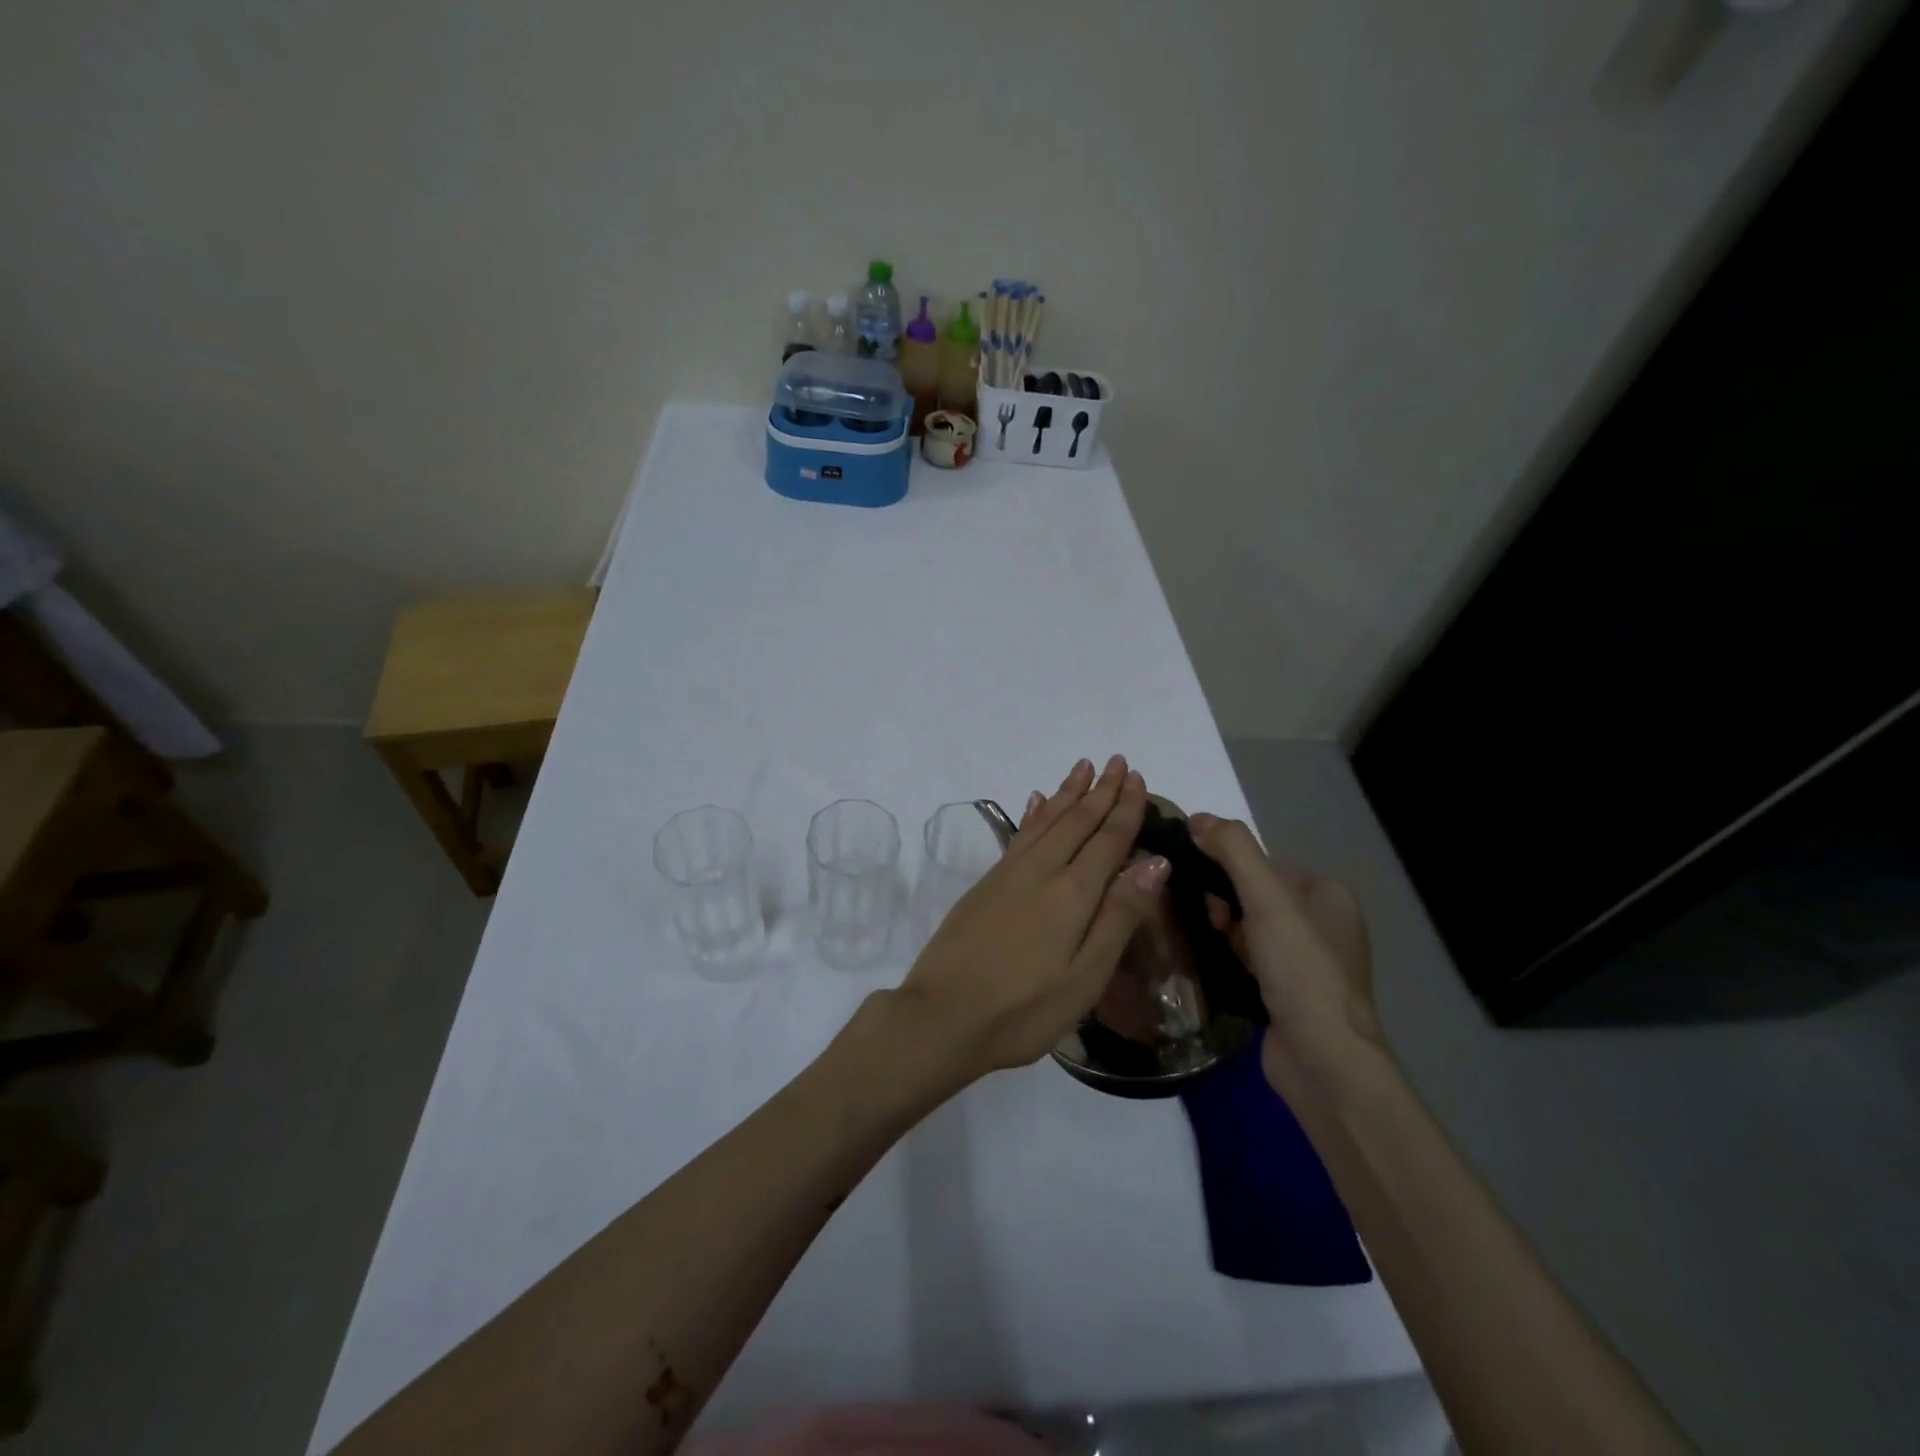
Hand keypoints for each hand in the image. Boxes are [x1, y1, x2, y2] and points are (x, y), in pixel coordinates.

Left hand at [892, 756, 1170, 1082]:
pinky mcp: (986, 884)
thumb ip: (1119, 916)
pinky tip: (1036, 802)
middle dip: (1100, 791)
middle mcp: (1041, 871)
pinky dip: (1033, 813)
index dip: (1125, 808)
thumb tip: (1155, 863)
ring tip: (1083, 767)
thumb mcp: (1085, 976)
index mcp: (1073, 893)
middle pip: (1077, 821)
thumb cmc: (1024, 1008)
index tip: (1137, 778)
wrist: (942, 1015)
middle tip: (1117, 761)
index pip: (1108, 840)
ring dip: (1068, 793)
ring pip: (1046, 820)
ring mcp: (1008, 874)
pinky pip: (1019, 834)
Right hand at [1187, 813, 1388, 1095]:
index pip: (1265, 864)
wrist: (1323, 1060)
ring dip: (1222, 929)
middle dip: (1222, 901)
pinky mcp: (1288, 994)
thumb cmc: (1300, 969)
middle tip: (1201, 916)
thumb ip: (1233, 850)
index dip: (1228, 868)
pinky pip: (1249, 959)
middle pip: (1255, 894)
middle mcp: (1323, 925)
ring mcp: (1307, 963)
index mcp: (1329, 894)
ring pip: (1249, 928)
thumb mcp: (1267, 898)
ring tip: (1196, 936)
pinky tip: (1208, 962)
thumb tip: (1196, 818)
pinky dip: (1228, 956)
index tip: (1199, 884)